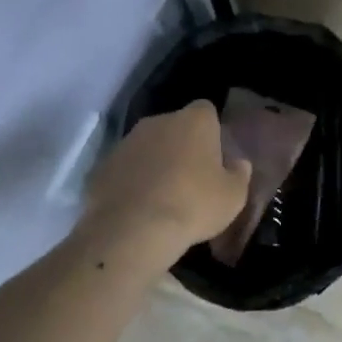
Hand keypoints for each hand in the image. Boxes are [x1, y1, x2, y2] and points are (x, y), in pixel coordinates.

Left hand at [80, 101, 252, 263]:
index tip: (214, 157)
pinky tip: (138, 208)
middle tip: (190, 179)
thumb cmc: (193, 205)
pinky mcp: (102, 165)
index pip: (206, 111)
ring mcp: (126, 142)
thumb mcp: (233, 196)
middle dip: (182, 146)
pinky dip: (131, 182)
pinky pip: (124, 169)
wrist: (132, 230)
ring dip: (155, 164)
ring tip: (162, 197)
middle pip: (175, 127)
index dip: (211, 132)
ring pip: (147, 147)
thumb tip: (238, 163)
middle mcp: (158, 122)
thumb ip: (239, 174)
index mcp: (194, 121)